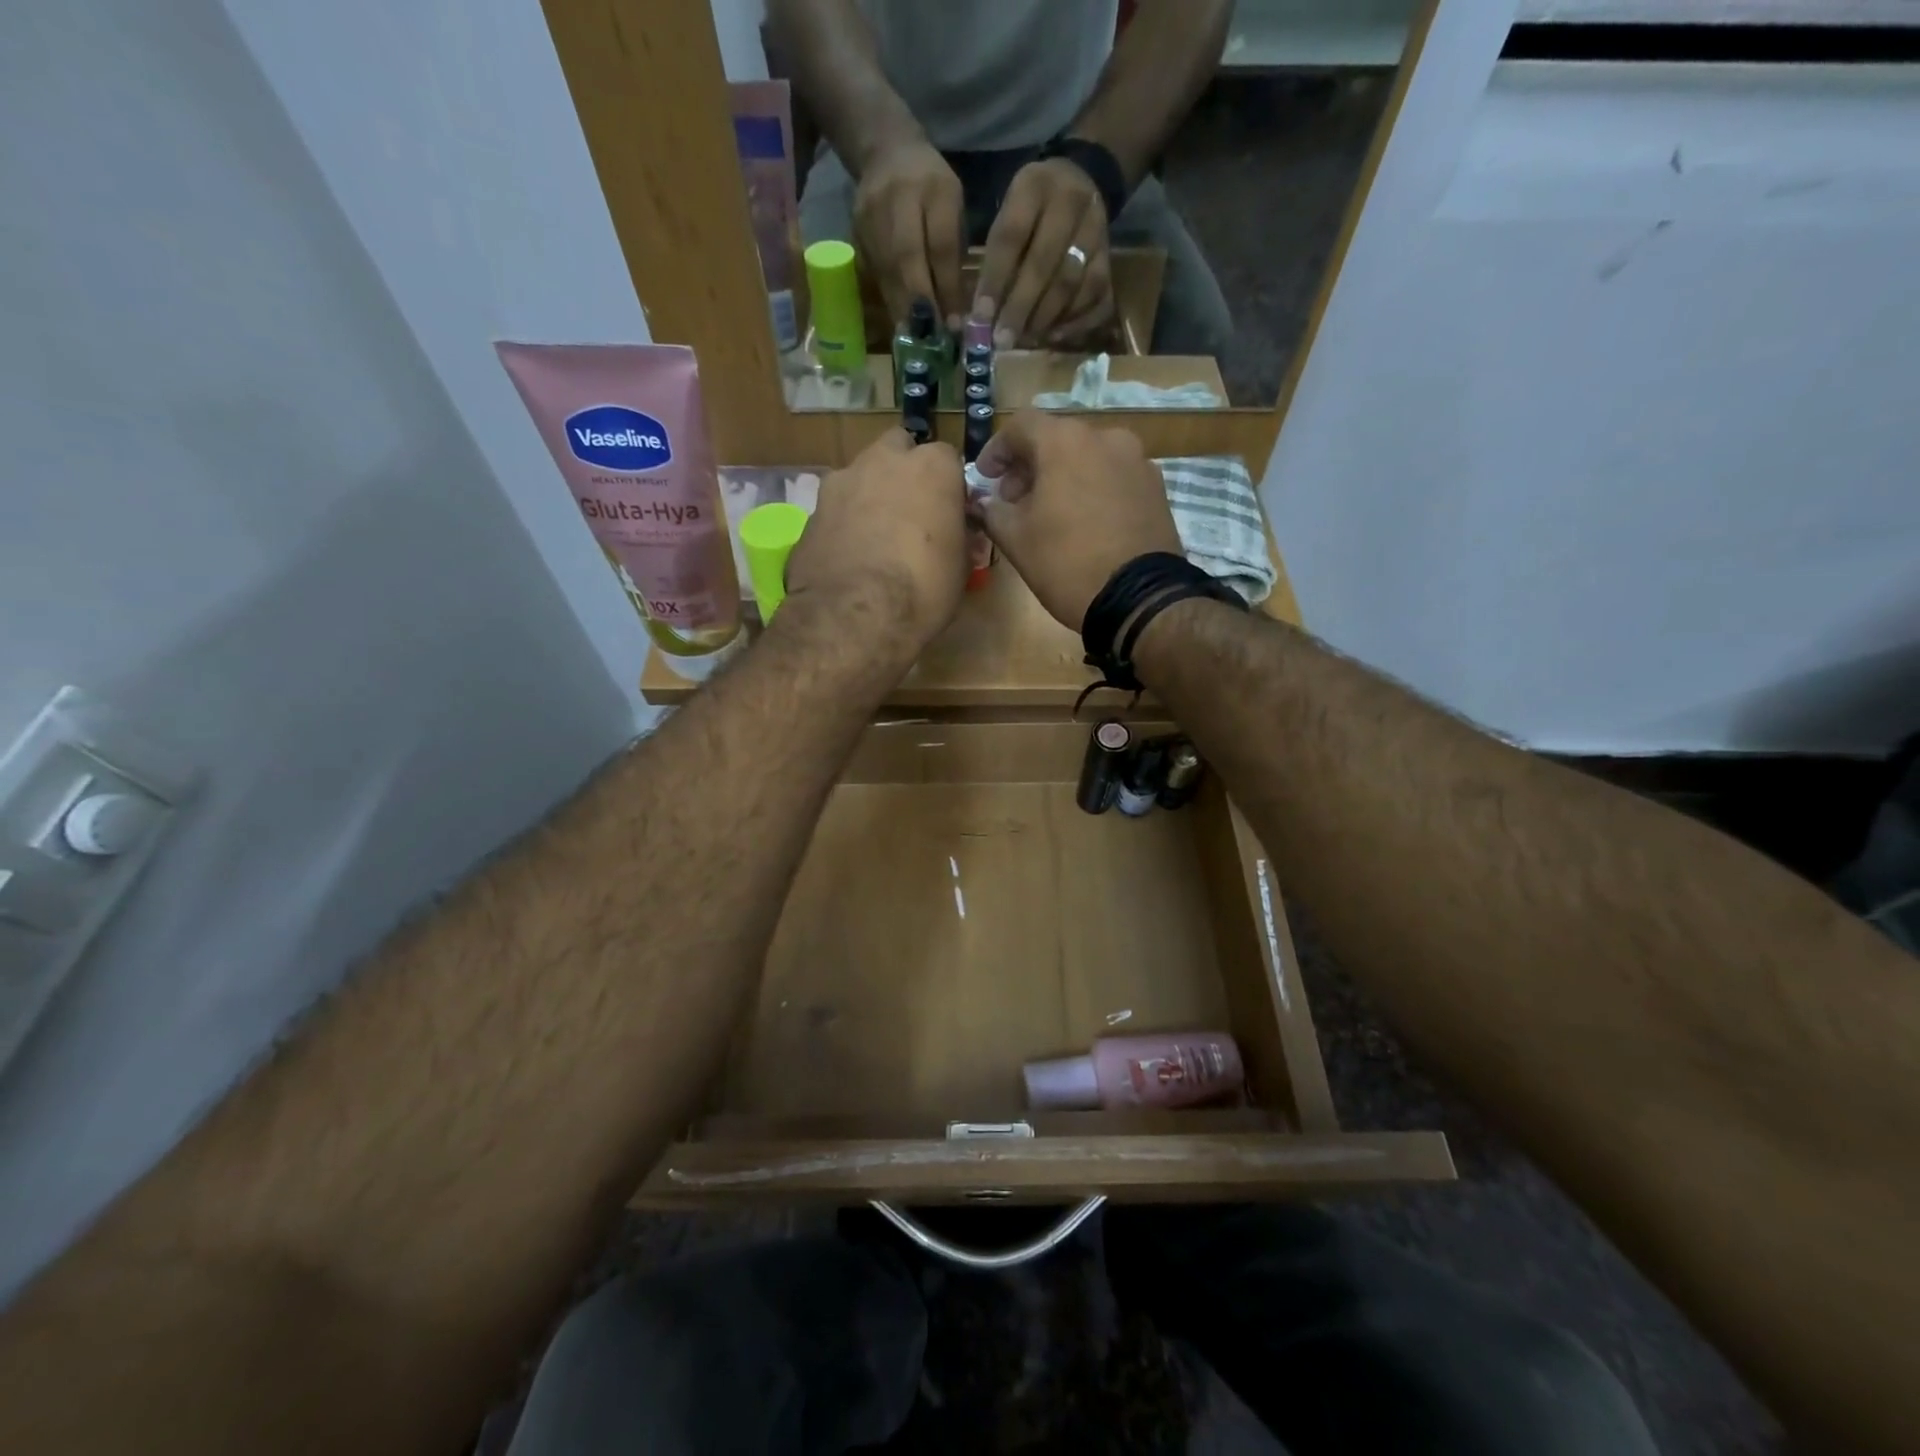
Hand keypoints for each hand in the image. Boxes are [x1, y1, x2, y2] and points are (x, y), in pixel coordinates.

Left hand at [785, 428, 968, 653]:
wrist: (854, 613)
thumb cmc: (924, 587)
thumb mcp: (960, 566)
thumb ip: (957, 534)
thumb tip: (955, 532)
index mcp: (932, 466)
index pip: (947, 458)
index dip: (947, 486)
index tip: (948, 512)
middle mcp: (884, 460)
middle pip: (898, 450)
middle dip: (904, 472)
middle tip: (911, 512)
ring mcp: (841, 480)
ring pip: (862, 475)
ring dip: (870, 495)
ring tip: (875, 537)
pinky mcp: (812, 509)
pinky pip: (836, 507)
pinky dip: (844, 522)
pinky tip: (849, 554)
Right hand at [853, 141, 965, 331]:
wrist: (885, 151)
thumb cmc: (931, 188)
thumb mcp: (953, 208)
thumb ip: (953, 254)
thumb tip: (955, 312)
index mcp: (935, 189)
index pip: (941, 245)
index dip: (947, 288)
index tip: (954, 325)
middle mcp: (899, 198)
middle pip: (908, 259)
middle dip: (920, 304)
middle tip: (931, 339)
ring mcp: (871, 213)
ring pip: (887, 269)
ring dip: (901, 308)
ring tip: (915, 339)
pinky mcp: (855, 229)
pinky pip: (873, 271)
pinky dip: (887, 299)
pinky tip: (898, 322)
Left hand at [974, 159, 1114, 349]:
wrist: (1083, 182)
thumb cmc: (1033, 209)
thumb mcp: (1008, 213)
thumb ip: (996, 258)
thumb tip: (982, 317)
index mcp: (1034, 186)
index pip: (1011, 237)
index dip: (994, 282)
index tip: (980, 319)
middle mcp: (1070, 202)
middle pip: (1043, 264)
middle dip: (1019, 308)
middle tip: (1003, 340)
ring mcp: (1097, 229)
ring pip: (1070, 283)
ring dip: (1044, 318)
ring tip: (1024, 339)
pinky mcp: (1110, 257)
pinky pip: (1096, 297)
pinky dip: (1074, 322)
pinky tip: (1053, 336)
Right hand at [975, 412, 1180, 631]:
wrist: (1138, 599)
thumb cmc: (1067, 563)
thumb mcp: (1015, 539)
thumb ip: (992, 511)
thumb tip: (983, 502)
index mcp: (1066, 442)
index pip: (1021, 426)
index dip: (997, 449)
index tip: (986, 477)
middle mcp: (1105, 438)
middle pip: (1057, 440)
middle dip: (1030, 466)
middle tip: (1013, 500)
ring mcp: (1137, 461)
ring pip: (1088, 458)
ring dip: (1063, 477)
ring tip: (1050, 514)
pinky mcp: (1155, 488)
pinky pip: (1113, 477)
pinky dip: (1092, 489)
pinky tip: (1084, 522)